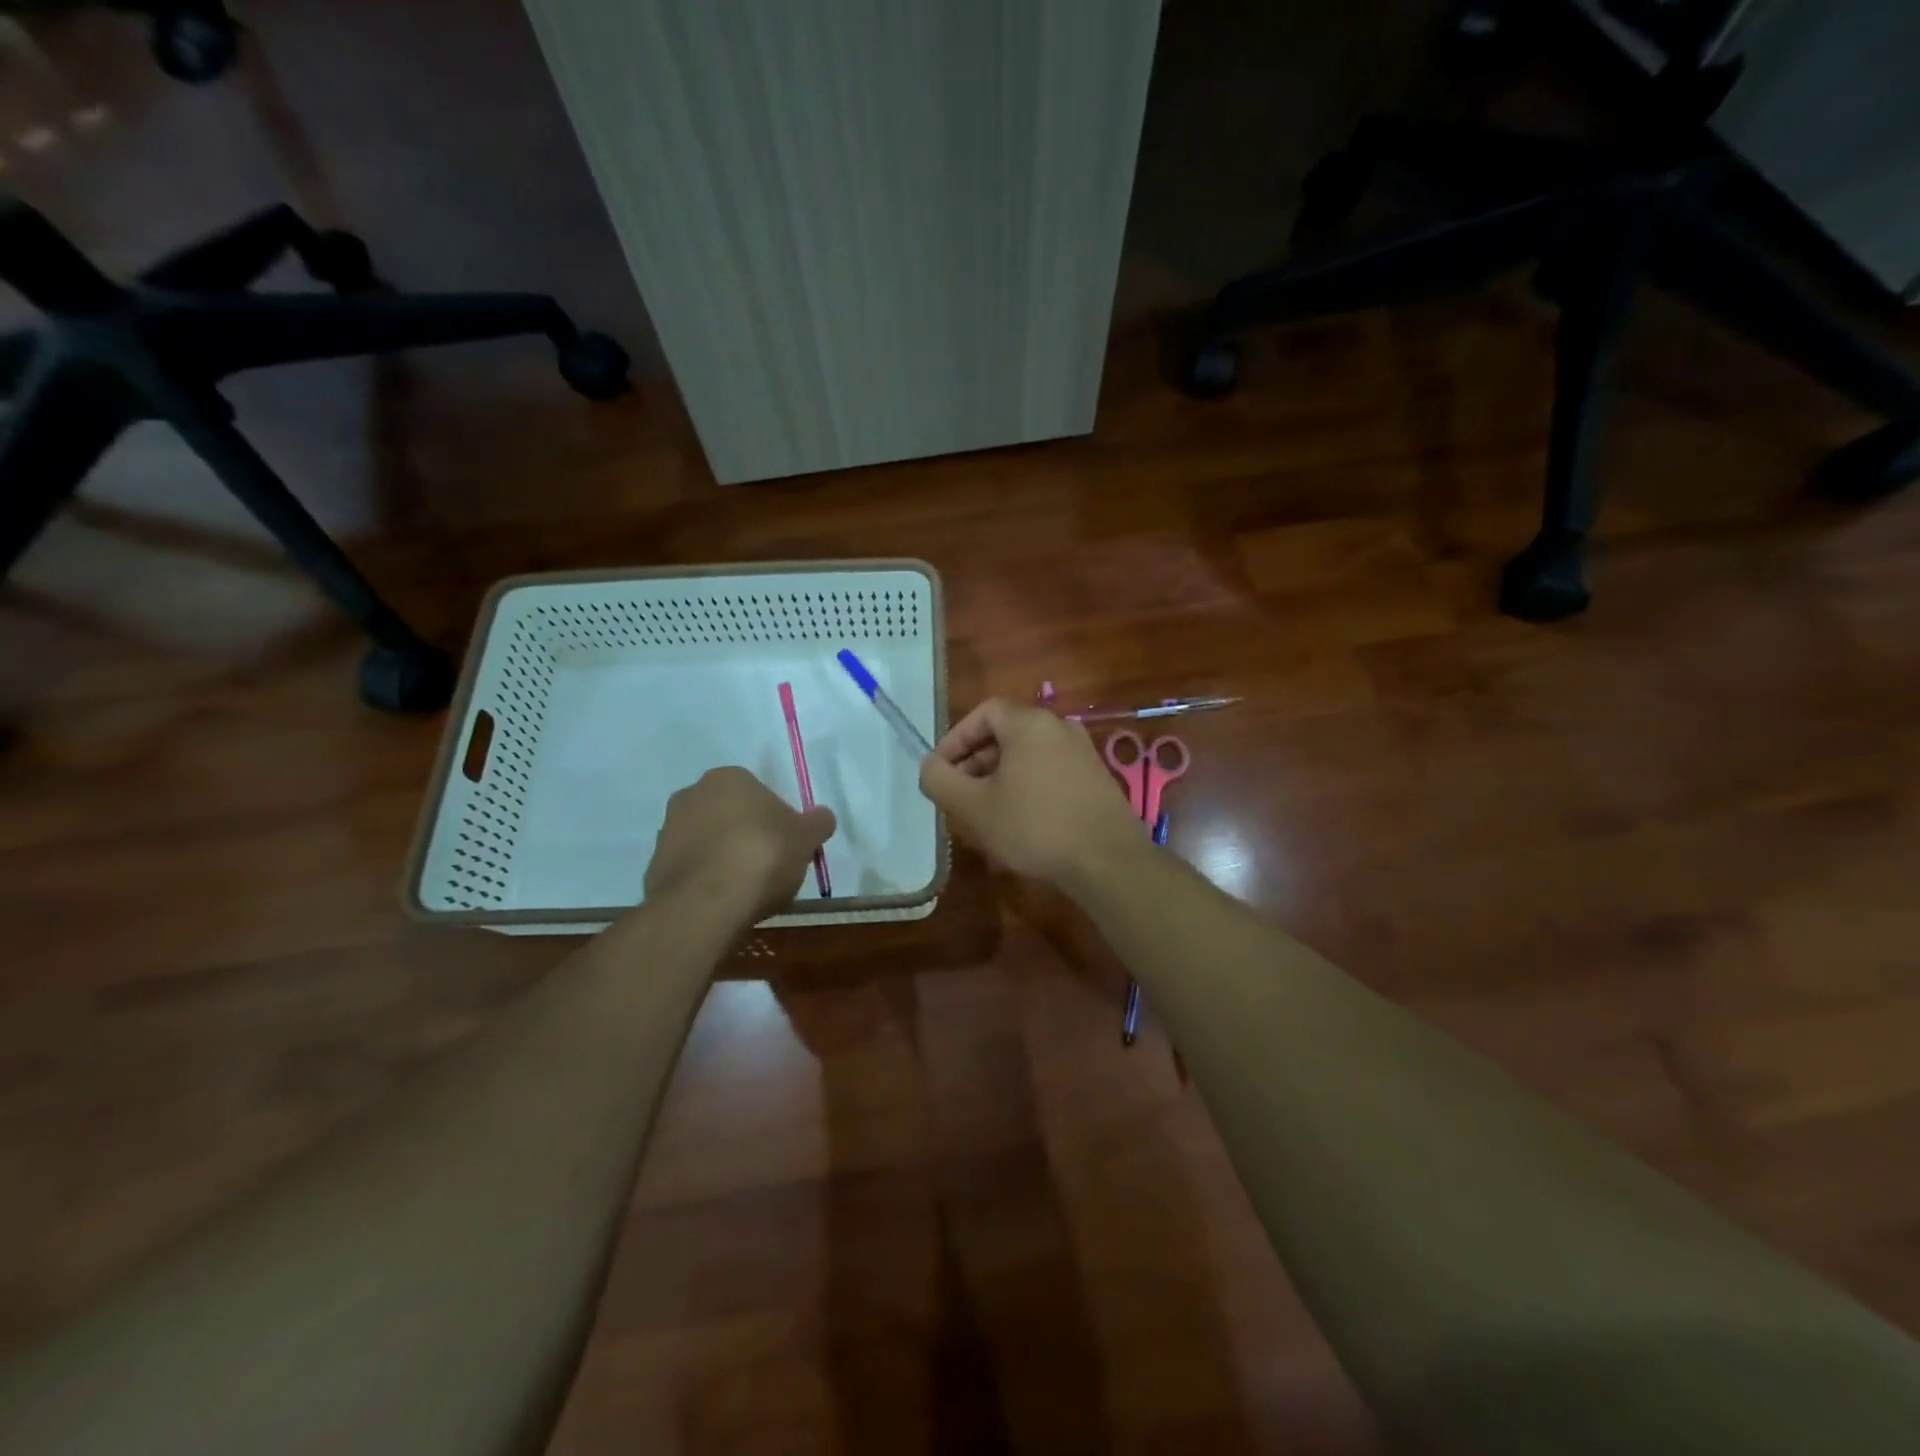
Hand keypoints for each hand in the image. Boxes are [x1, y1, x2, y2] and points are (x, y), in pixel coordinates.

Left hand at [644, 767, 835, 924]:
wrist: (705, 906)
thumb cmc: (762, 857)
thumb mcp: (806, 839)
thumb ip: (817, 823)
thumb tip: (823, 816)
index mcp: (728, 778)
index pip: (759, 793)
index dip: (776, 820)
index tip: (787, 846)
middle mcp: (691, 794)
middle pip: (730, 815)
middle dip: (746, 836)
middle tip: (769, 867)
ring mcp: (667, 831)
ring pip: (708, 842)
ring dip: (724, 858)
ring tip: (746, 890)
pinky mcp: (654, 866)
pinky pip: (691, 869)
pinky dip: (706, 881)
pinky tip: (723, 902)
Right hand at [918, 698, 1146, 893]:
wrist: (1108, 860)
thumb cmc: (1034, 826)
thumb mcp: (973, 807)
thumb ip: (940, 780)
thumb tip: (930, 766)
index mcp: (1029, 723)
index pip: (983, 713)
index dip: (956, 739)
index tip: (941, 771)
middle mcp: (1059, 727)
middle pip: (1006, 733)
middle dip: (975, 762)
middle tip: (959, 796)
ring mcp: (1083, 752)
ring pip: (1028, 756)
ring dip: (1000, 777)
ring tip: (985, 813)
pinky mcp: (1096, 779)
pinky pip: (1050, 772)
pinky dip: (1027, 786)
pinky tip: (1021, 822)